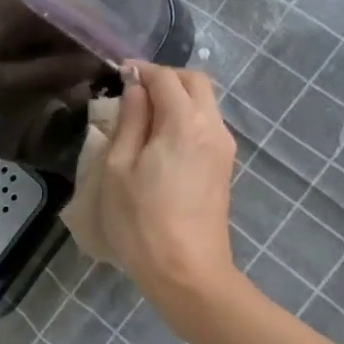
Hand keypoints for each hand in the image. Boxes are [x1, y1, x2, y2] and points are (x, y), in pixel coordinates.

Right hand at [99, 64, 238, 297]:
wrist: (187, 272)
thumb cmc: (142, 221)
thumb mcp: (120, 167)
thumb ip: (130, 120)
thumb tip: (135, 88)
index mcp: (185, 121)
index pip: (166, 77)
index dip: (141, 70)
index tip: (118, 74)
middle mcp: (212, 126)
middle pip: (195, 82)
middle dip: (166, 78)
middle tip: (134, 92)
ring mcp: (223, 148)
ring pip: (205, 103)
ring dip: (178, 99)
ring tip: (144, 118)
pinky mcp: (224, 167)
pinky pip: (207, 126)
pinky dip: (186, 118)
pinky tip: (161, 141)